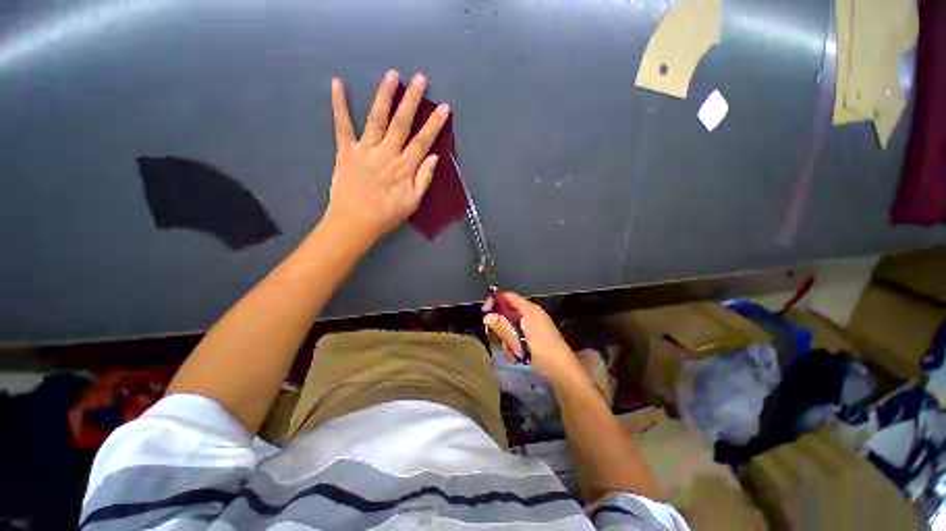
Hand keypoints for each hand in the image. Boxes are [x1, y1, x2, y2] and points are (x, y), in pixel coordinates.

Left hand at [323, 71, 449, 244]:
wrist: (354, 223)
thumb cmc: (387, 215)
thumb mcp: (413, 203)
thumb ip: (424, 179)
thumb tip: (434, 157)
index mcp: (404, 168)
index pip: (422, 141)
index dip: (434, 124)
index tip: (443, 107)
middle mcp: (386, 154)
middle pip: (401, 124)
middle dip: (412, 100)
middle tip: (419, 78)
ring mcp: (365, 150)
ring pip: (376, 119)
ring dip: (384, 95)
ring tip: (392, 74)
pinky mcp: (345, 151)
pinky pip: (342, 125)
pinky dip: (339, 105)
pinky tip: (338, 83)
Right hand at [483, 291, 582, 384]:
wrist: (563, 370)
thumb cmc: (540, 352)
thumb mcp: (517, 340)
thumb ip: (501, 326)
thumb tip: (487, 316)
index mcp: (529, 309)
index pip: (508, 296)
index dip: (495, 301)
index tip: (485, 312)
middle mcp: (533, 313)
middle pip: (510, 313)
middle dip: (502, 327)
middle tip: (500, 339)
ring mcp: (536, 324)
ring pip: (513, 326)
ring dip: (509, 340)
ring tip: (512, 353)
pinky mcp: (537, 335)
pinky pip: (521, 334)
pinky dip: (516, 344)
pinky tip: (518, 357)